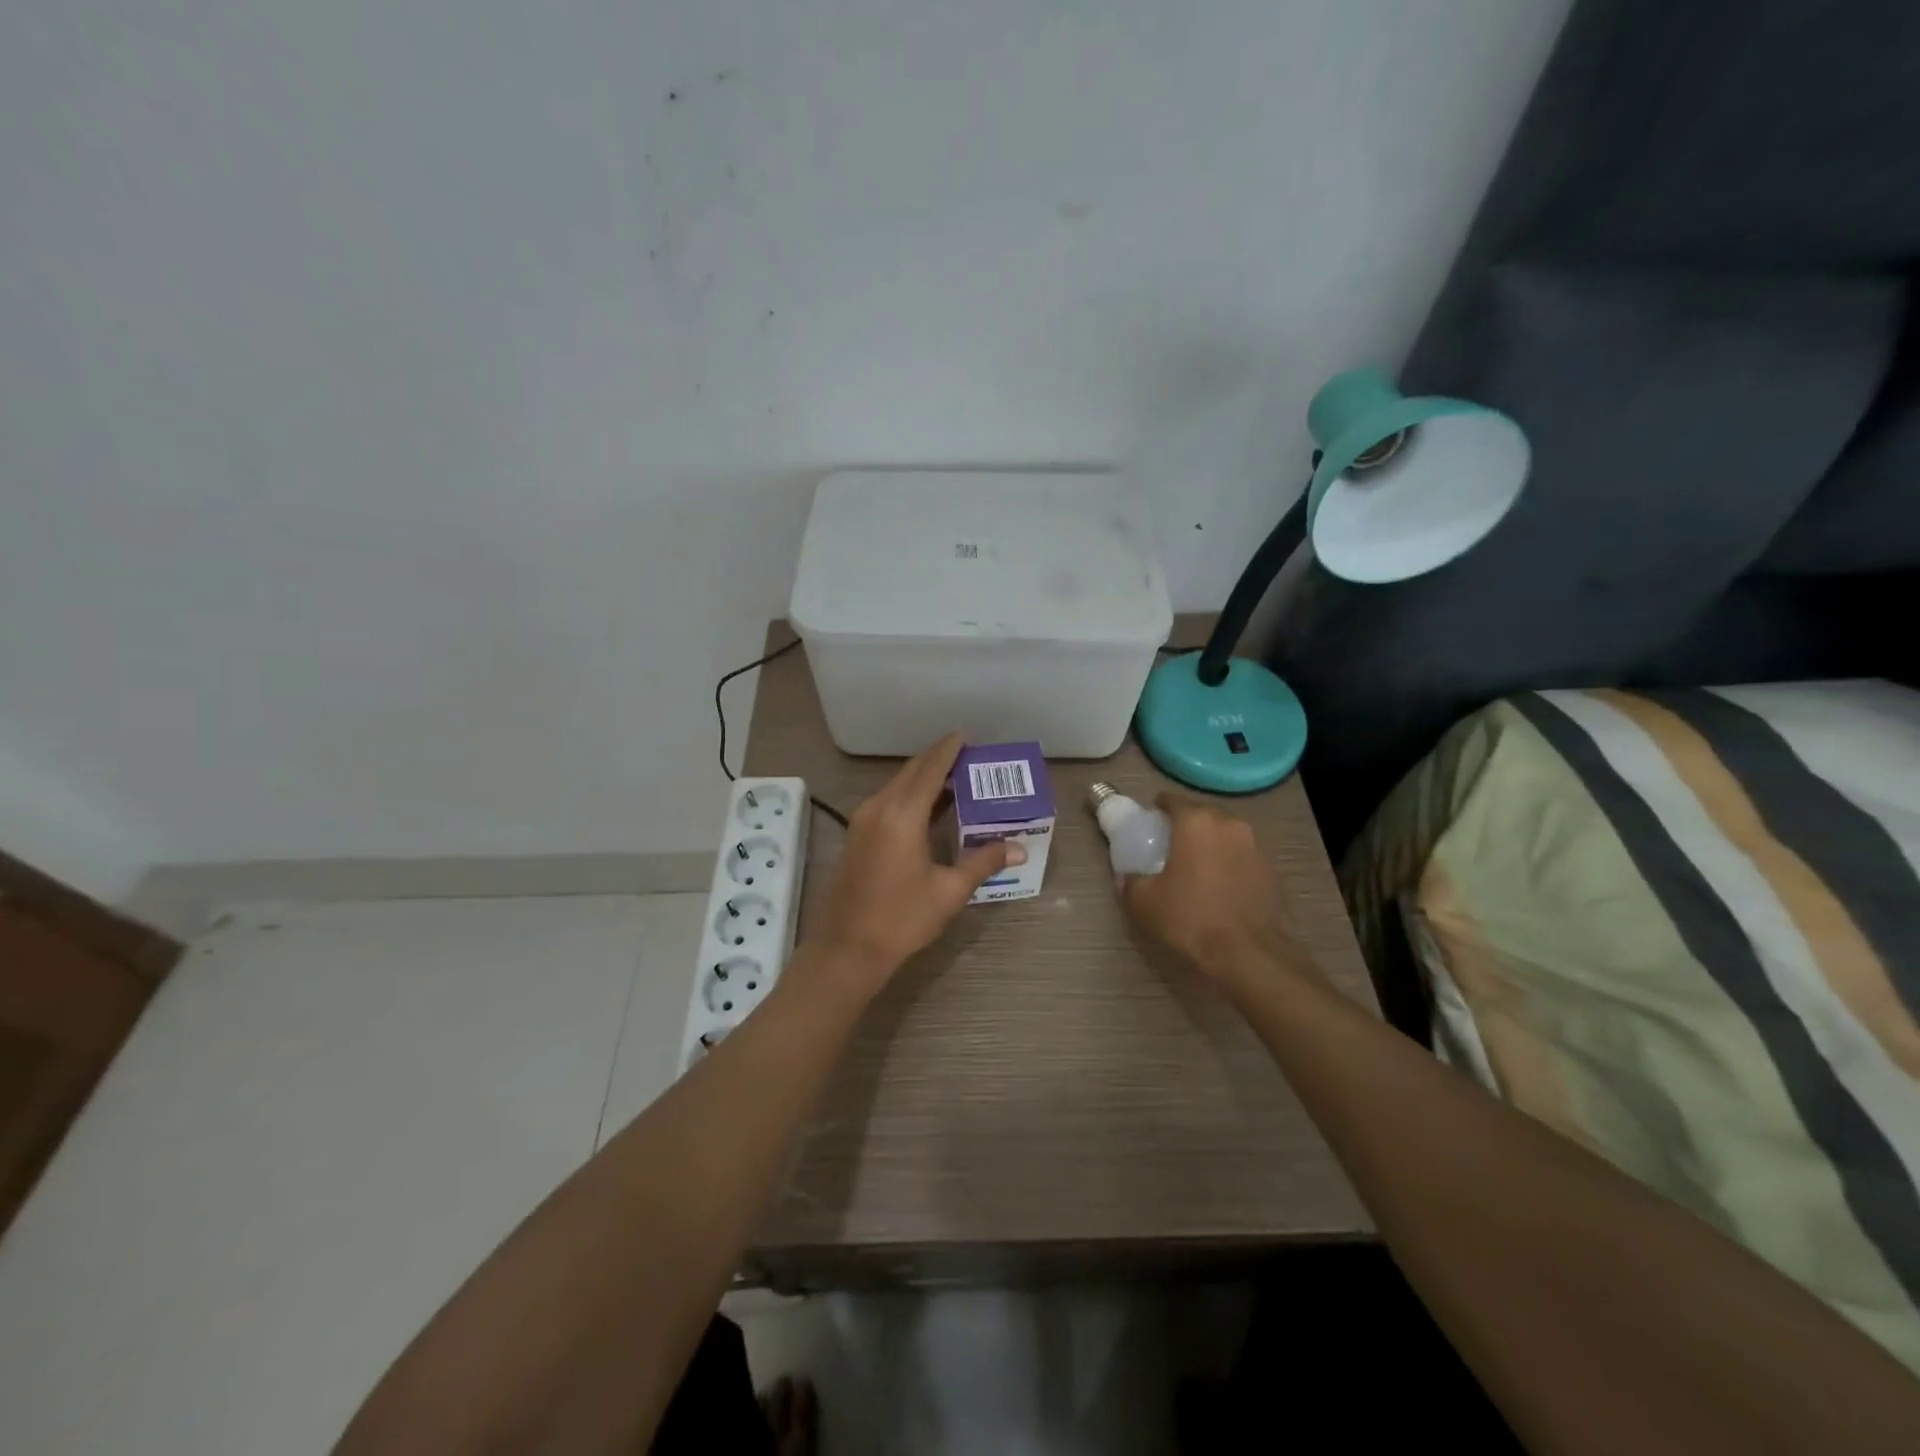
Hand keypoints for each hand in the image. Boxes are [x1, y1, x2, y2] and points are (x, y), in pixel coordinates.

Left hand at [807, 733, 1024, 991]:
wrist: (847, 949)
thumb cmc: (901, 918)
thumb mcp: (949, 891)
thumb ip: (983, 862)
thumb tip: (1018, 848)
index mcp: (902, 814)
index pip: (930, 769)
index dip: (948, 750)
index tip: (965, 735)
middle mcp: (879, 808)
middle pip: (911, 772)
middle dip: (937, 760)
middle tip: (967, 757)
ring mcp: (863, 821)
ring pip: (897, 786)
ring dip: (923, 779)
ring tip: (955, 779)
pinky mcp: (857, 836)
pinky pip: (888, 802)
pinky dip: (910, 796)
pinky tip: (930, 809)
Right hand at [1119, 795, 1302, 994]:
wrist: (1247, 954)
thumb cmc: (1190, 918)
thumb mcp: (1144, 902)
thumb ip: (1129, 882)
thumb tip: (1125, 878)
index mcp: (1196, 822)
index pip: (1172, 800)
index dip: (1157, 810)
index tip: (1148, 826)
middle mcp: (1229, 824)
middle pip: (1201, 814)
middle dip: (1185, 826)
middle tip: (1169, 848)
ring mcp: (1255, 846)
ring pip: (1225, 834)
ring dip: (1210, 844)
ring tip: (1195, 869)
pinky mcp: (1271, 870)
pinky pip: (1242, 856)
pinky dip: (1229, 863)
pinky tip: (1219, 887)